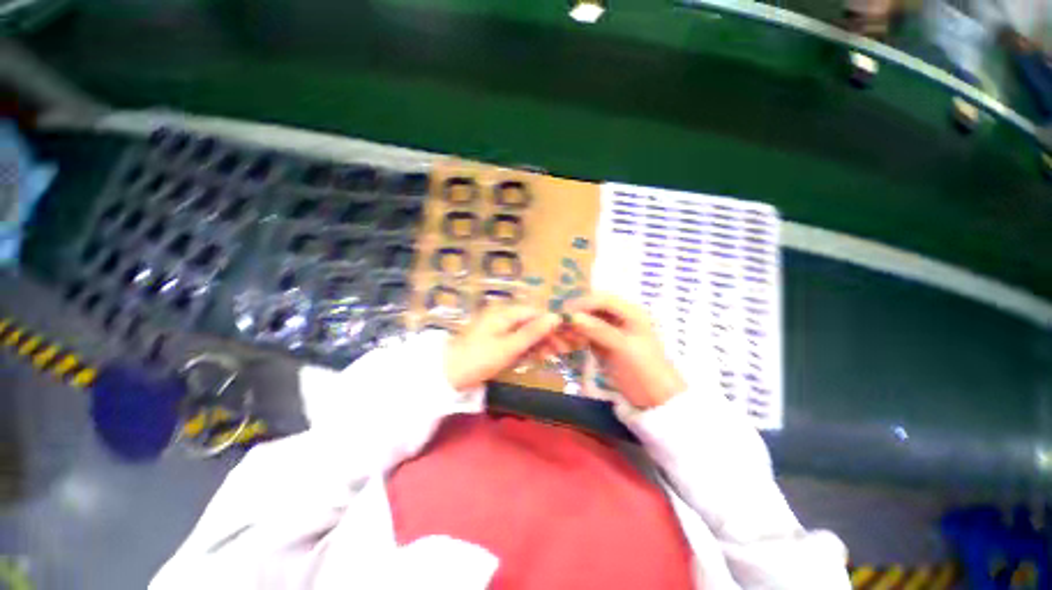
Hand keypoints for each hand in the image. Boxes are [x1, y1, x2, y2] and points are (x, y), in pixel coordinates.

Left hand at [445, 305, 560, 391]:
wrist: (447, 374)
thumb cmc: (479, 359)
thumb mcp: (509, 346)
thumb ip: (532, 332)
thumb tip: (555, 316)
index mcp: (504, 313)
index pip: (534, 312)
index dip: (551, 323)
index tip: (565, 337)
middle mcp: (502, 316)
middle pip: (530, 321)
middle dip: (546, 334)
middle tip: (562, 350)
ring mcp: (497, 328)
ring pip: (524, 332)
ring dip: (538, 342)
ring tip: (552, 355)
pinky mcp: (494, 340)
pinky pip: (515, 340)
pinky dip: (526, 348)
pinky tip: (537, 356)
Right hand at [566, 294, 685, 409]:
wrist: (655, 399)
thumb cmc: (643, 369)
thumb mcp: (622, 347)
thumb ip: (598, 329)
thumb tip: (572, 316)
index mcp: (631, 312)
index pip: (603, 299)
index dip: (583, 303)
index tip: (564, 312)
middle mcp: (621, 317)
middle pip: (594, 308)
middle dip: (577, 314)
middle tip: (560, 325)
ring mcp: (612, 331)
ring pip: (588, 321)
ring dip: (575, 326)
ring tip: (563, 336)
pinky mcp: (605, 344)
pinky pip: (587, 334)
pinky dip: (577, 337)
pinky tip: (569, 343)